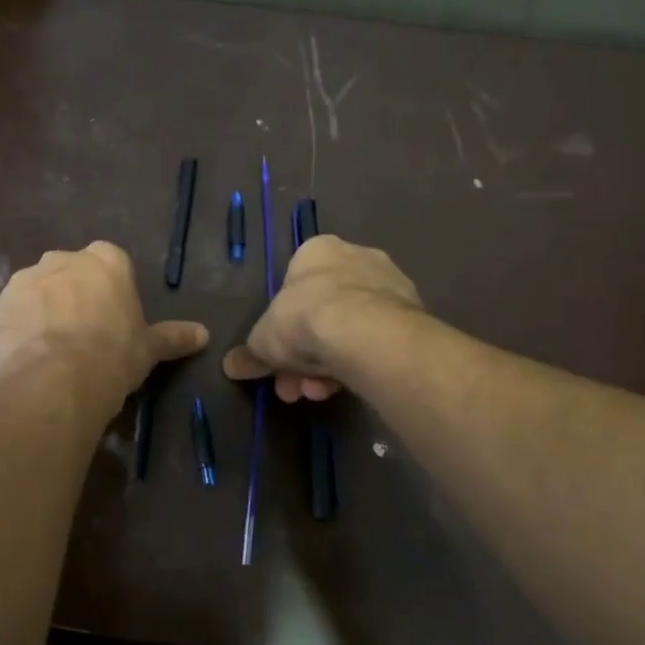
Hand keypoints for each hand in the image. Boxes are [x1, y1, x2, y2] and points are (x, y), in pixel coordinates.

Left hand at [0, 242, 208, 407]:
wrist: (58, 379)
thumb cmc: (114, 355)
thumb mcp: (150, 348)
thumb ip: (174, 336)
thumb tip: (204, 334)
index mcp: (106, 260)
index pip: (110, 263)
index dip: (109, 292)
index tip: (111, 319)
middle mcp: (62, 259)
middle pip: (69, 273)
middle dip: (72, 296)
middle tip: (81, 335)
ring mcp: (25, 280)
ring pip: (36, 292)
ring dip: (41, 312)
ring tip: (51, 351)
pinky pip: (9, 316)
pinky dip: (16, 331)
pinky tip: (26, 358)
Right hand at [222, 235, 421, 401]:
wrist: (366, 332)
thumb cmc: (304, 318)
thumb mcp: (262, 341)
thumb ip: (249, 353)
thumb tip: (231, 366)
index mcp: (317, 251)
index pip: (295, 286)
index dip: (283, 326)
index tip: (277, 356)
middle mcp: (356, 257)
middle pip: (323, 312)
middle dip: (304, 354)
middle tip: (293, 385)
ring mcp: (389, 285)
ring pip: (351, 329)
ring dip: (329, 364)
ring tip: (317, 393)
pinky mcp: (413, 314)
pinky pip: (376, 340)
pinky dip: (359, 363)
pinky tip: (346, 388)